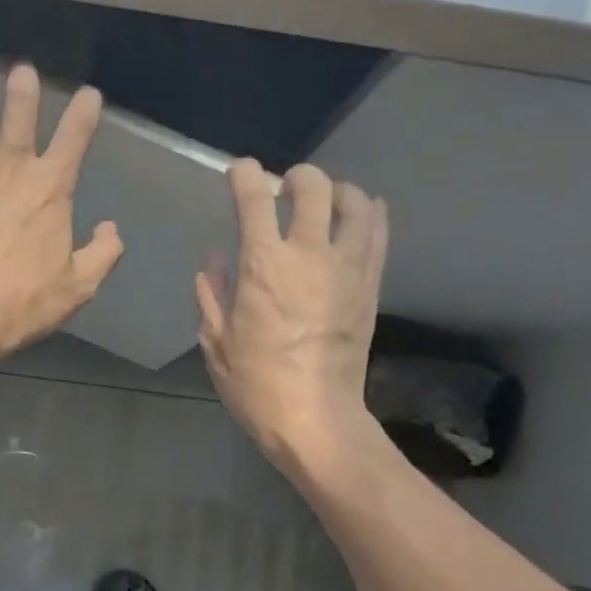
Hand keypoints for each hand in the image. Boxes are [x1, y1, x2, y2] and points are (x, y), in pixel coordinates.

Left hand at [0, 60, 123, 362]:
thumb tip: (111, 229)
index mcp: (50, 191)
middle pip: (17, 115)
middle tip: (19, 66)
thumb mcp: (78, 288)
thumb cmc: (24, 303)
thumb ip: (102, 254)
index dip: (84, 113)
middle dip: (21, 86)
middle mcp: (10, 171)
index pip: (74, 140)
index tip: (89, 94)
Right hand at [196, 160, 387, 470]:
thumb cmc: (256, 383)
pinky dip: (368, 214)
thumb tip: (215, 262)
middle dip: (296, 177)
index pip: (255, 198)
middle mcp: (309, 254)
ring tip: (325, 202)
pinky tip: (357, 216)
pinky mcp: (371, 285)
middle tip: (285, 189)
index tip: (238, 173)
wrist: (315, 417)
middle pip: (313, 187)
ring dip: (337, 191)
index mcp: (263, 265)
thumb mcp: (216, 341)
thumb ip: (212, 294)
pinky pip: (378, 233)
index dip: (244, 176)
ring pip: (355, 202)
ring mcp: (348, 267)